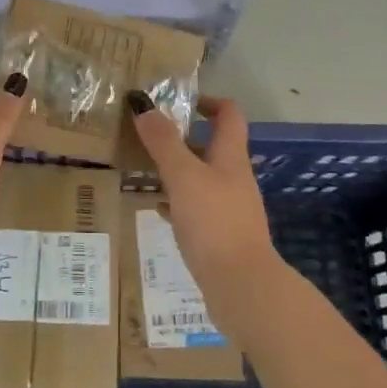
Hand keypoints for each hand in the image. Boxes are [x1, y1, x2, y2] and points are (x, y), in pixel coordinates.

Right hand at [127, 93, 279, 323]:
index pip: (229, 116)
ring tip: (147, 169)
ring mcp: (230, 208)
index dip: (209, 102)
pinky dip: (178, 202)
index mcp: (230, 158)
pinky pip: (197, 208)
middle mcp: (234, 179)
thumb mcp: (183, 176)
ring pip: (202, 178)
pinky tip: (159, 209)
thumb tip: (145, 106)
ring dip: (178, 169)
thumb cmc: (214, 222)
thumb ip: (164, 142)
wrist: (241, 285)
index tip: (180, 102)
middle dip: (184, 138)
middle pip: (213, 147)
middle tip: (150, 136)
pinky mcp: (221, 235)